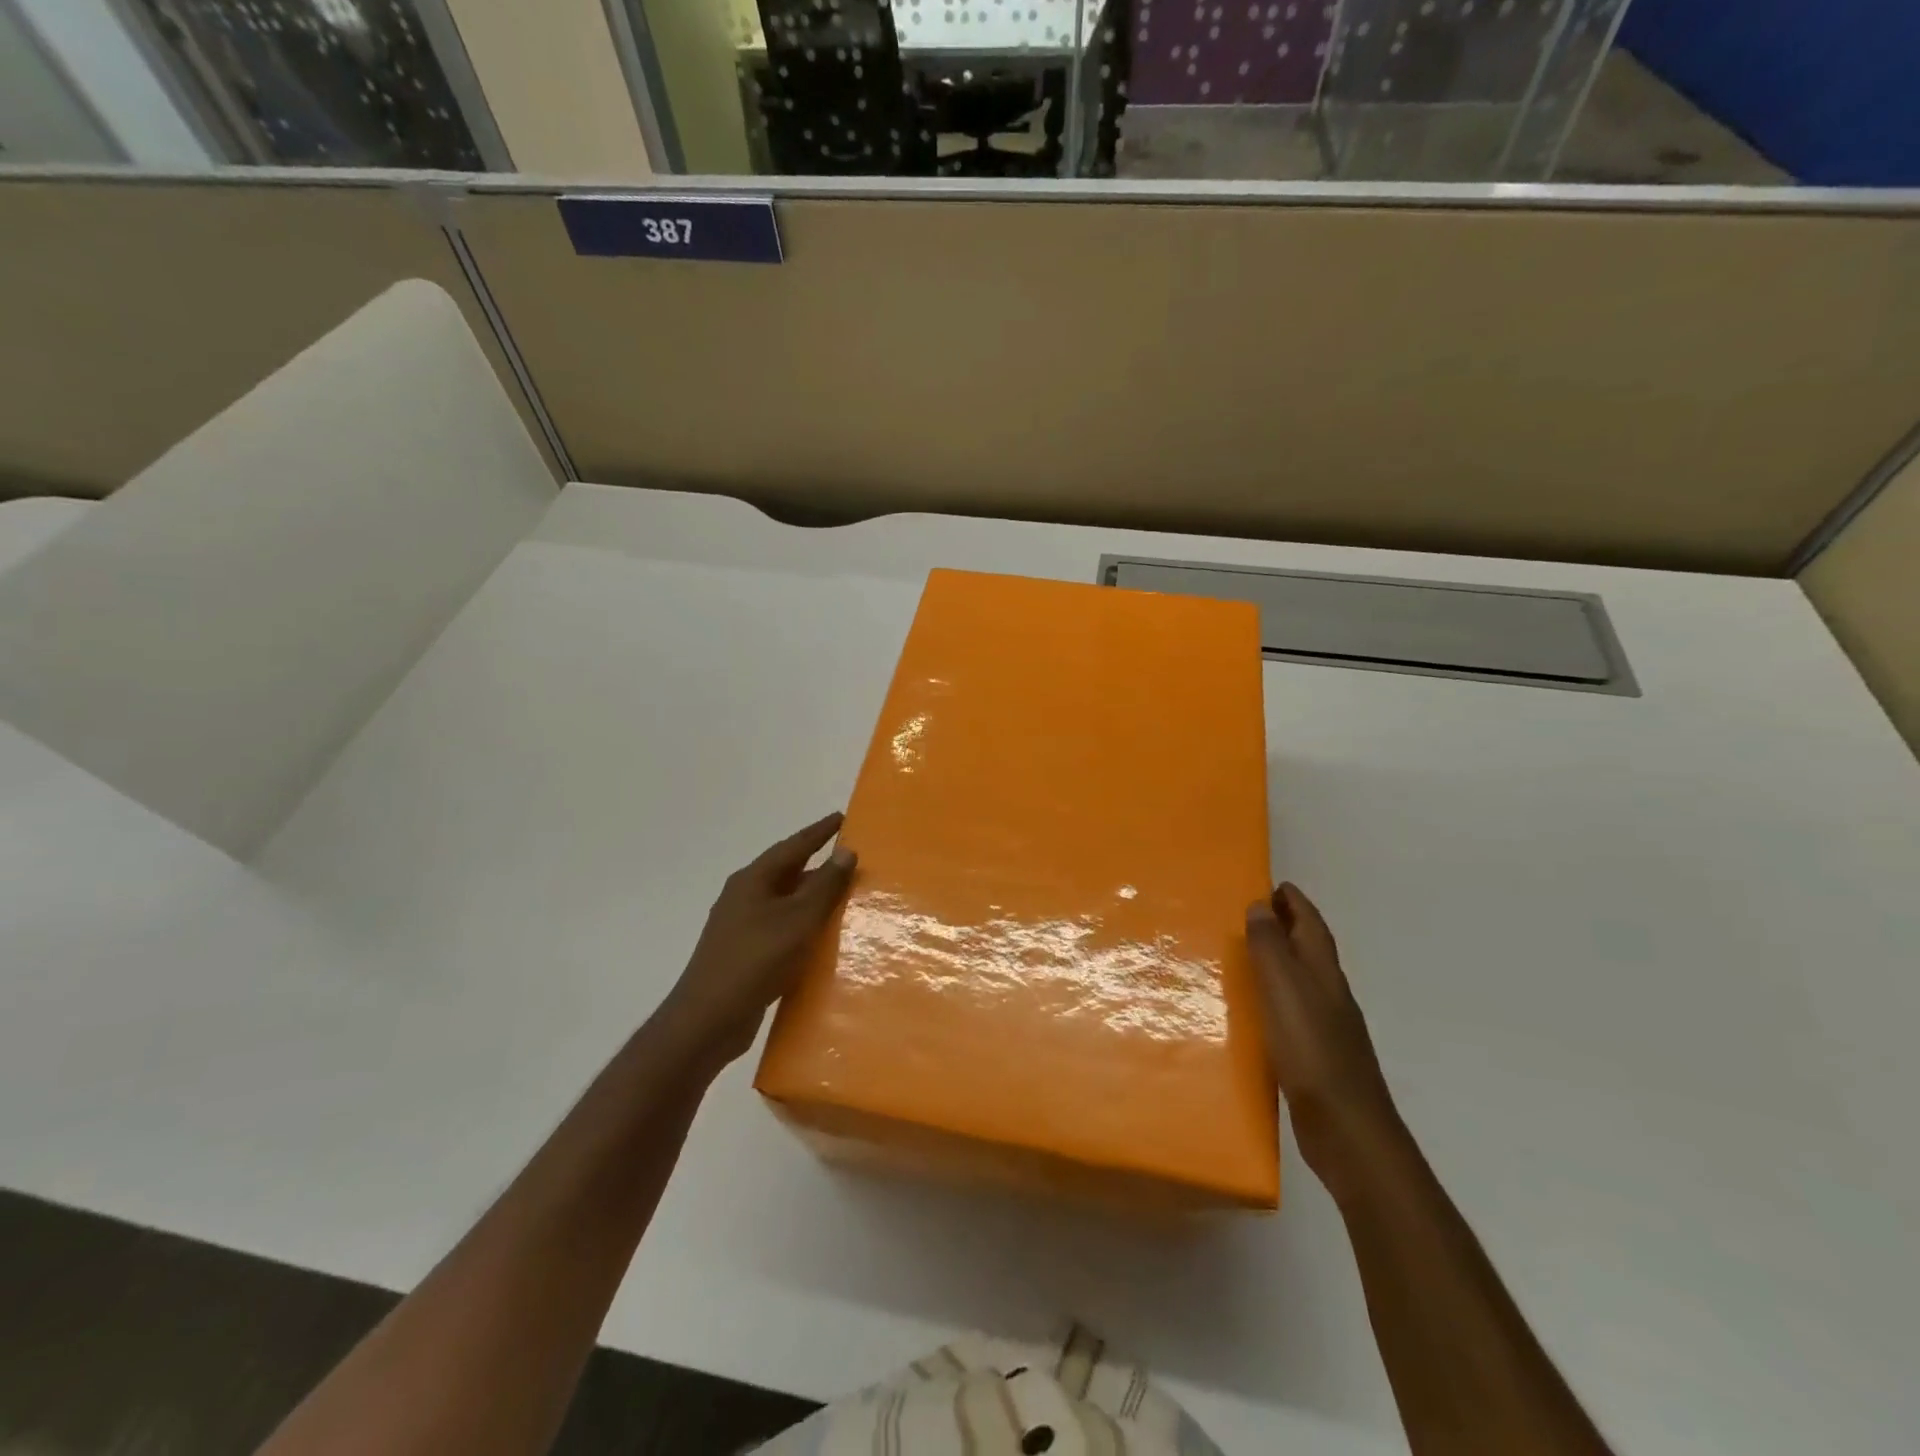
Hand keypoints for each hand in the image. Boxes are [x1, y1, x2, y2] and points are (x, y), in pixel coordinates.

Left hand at [657, 813, 856, 1069]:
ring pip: (785, 902)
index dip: (819, 832)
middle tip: (850, 859)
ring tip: (844, 896)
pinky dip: (803, 926)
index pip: (793, 846)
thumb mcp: (797, 920)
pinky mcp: (745, 954)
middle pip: (787, 872)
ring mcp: (741, 926)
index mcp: (753, 880)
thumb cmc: (754, 960)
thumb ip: (824, 886)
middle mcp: (744, 897)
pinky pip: (781, 929)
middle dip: (818, 865)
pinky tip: (821, 938)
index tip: (842, 817)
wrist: (707, 1020)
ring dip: (812, 898)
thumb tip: (846, 851)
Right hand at [1247, 884, 1403, 1190]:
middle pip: (1310, 950)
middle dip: (1286, 927)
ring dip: (1279, 962)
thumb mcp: (1286, 991)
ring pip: (1301, 981)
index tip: (1273, 885)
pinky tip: (1254, 1012)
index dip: (1295, 903)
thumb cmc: (1313, 1052)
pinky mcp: (1315, 1057)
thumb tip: (1260, 906)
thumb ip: (1272, 948)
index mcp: (1324, 975)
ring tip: (1244, 956)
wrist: (1347, 1131)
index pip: (1312, 926)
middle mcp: (1330, 996)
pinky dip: (1274, 998)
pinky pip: (1291, 1012)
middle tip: (1251, 914)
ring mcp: (1326, 1029)